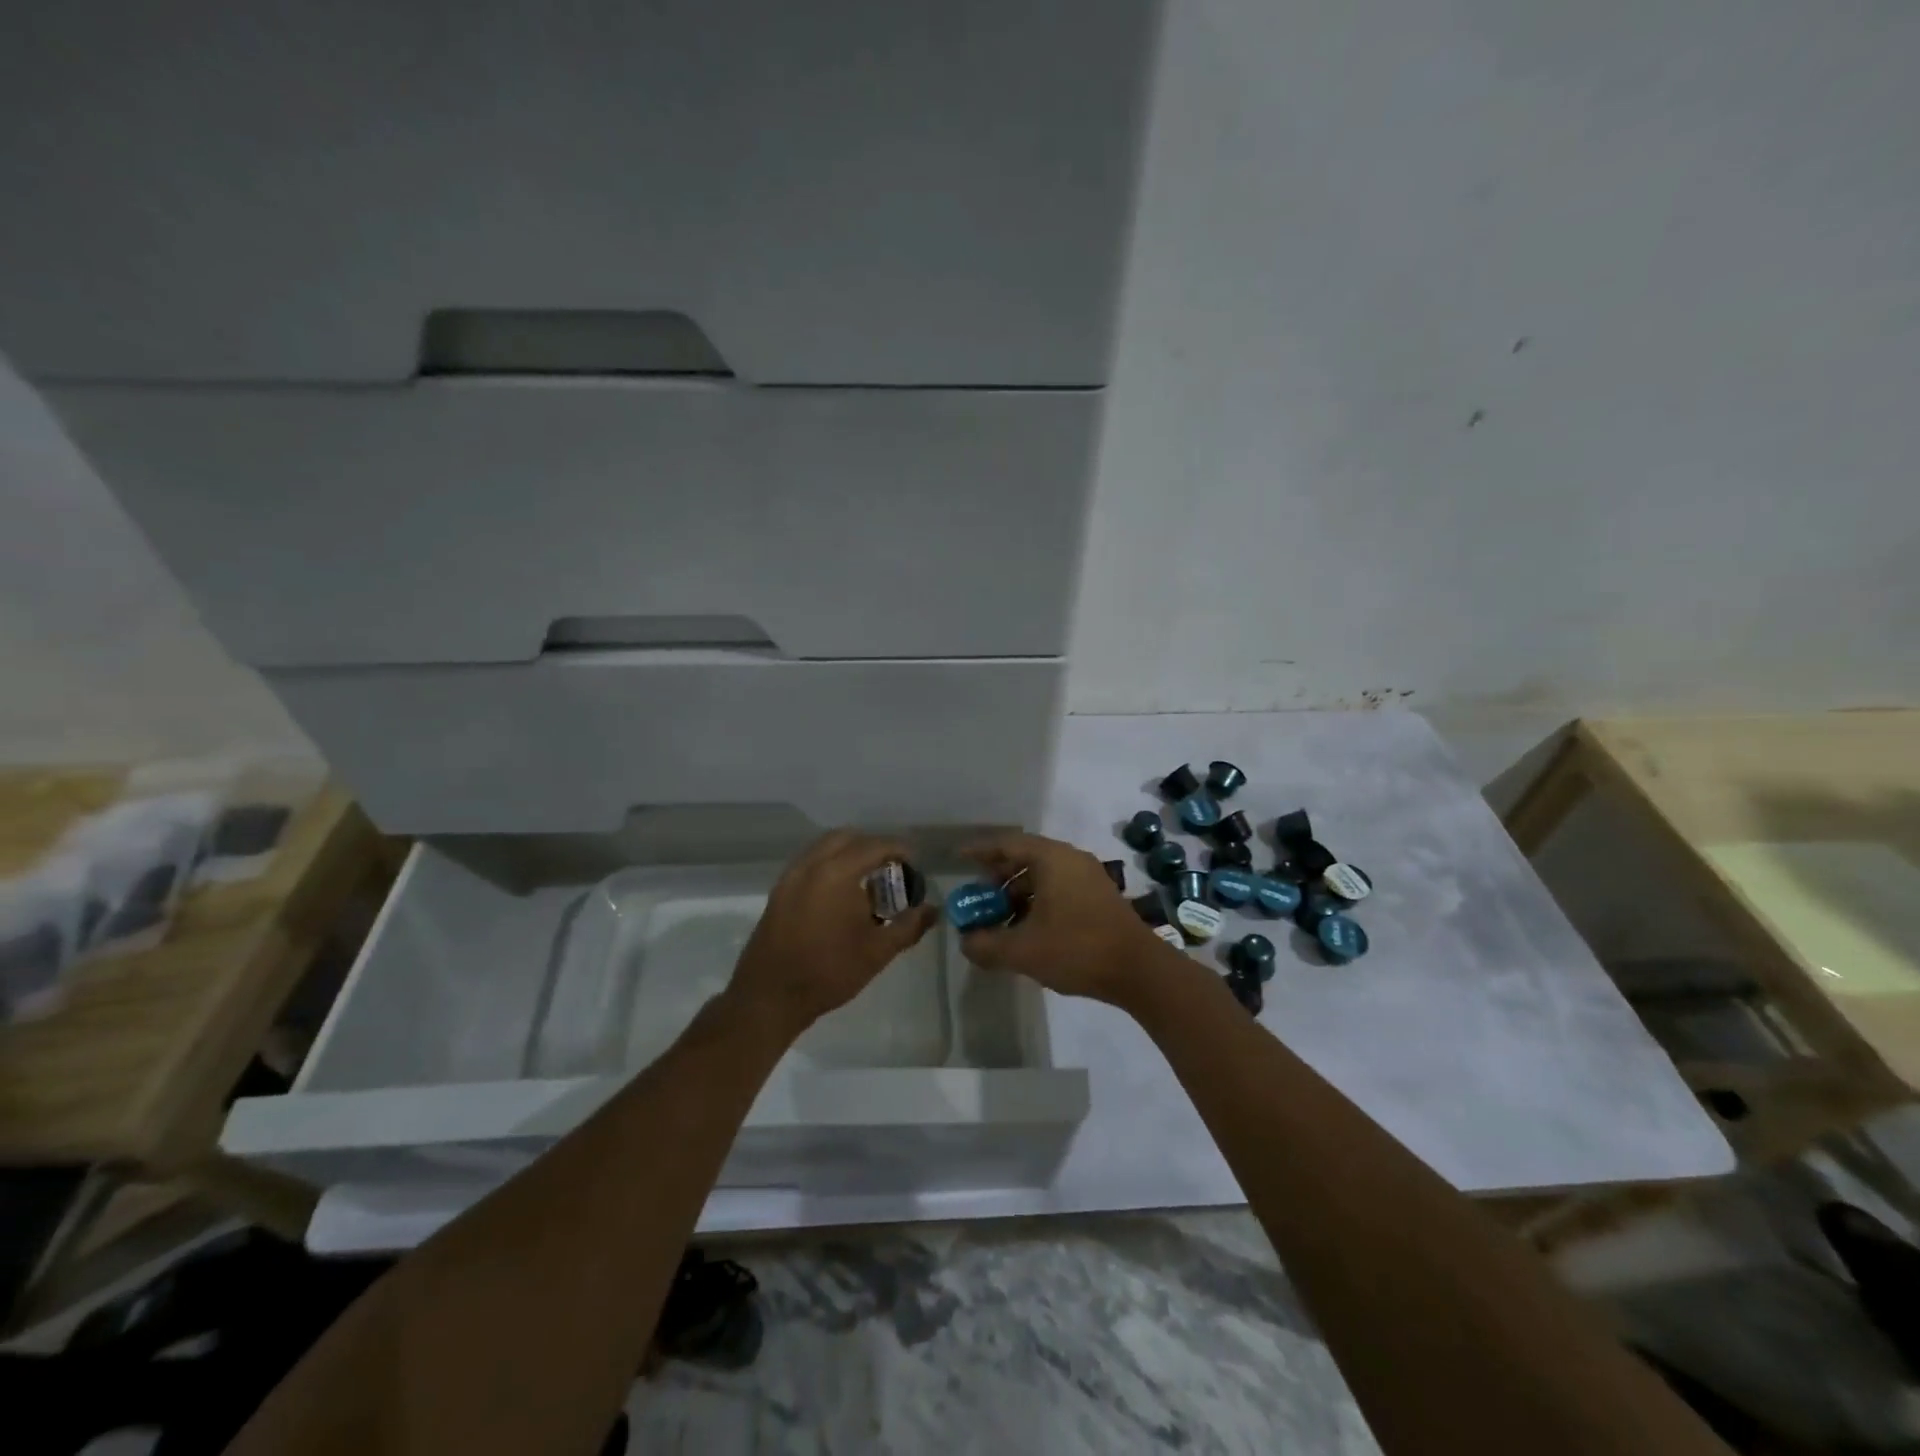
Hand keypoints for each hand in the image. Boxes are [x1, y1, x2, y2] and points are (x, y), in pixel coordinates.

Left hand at [727, 830, 939, 1038]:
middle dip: (872, 846)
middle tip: (892, 868)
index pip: (874, 846)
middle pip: (847, 838)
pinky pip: (810, 863)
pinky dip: (830, 865)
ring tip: (869, 880)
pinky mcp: (779, 891)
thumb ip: (909, 926)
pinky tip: (842, 894)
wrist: (770, 997)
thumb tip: (933, 910)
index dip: (899, 849)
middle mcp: (810, 865)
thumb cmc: (829, 972)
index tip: (915, 862)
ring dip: (849, 854)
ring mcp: (790, 877)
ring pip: (824, 848)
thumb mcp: (878, 952)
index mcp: (836, 873)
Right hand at [957, 832, 1171, 1004]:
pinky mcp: (1100, 897)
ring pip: (1044, 876)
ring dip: (1018, 894)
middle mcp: (1071, 859)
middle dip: (998, 877)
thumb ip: (987, 944)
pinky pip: (1059, 888)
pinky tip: (1029, 929)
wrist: (1139, 970)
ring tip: (1000, 919)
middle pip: (1026, 858)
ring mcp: (1089, 877)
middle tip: (978, 897)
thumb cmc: (1077, 949)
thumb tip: (966, 941)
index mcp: (1052, 859)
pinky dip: (1038, 901)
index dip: (981, 851)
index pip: (1008, 844)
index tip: (959, 858)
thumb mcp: (1023, 951)